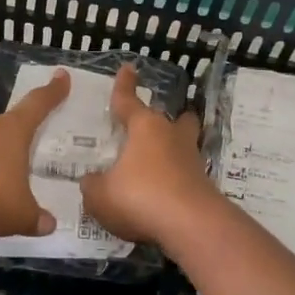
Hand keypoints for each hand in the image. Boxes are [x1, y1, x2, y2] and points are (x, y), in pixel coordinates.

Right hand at [80, 65, 219, 245]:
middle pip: (173, 119)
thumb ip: (92, 185)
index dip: (124, 86)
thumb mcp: (100, 194)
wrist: (191, 226)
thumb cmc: (140, 197)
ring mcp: (192, 161)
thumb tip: (91, 180)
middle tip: (155, 123)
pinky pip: (185, 174)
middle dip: (167, 118)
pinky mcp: (203, 186)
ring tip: (160, 159)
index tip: (128, 68)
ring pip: (184, 145)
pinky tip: (162, 192)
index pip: (129, 100)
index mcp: (145, 127)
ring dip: (174, 149)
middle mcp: (171, 137)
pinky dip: (175, 178)